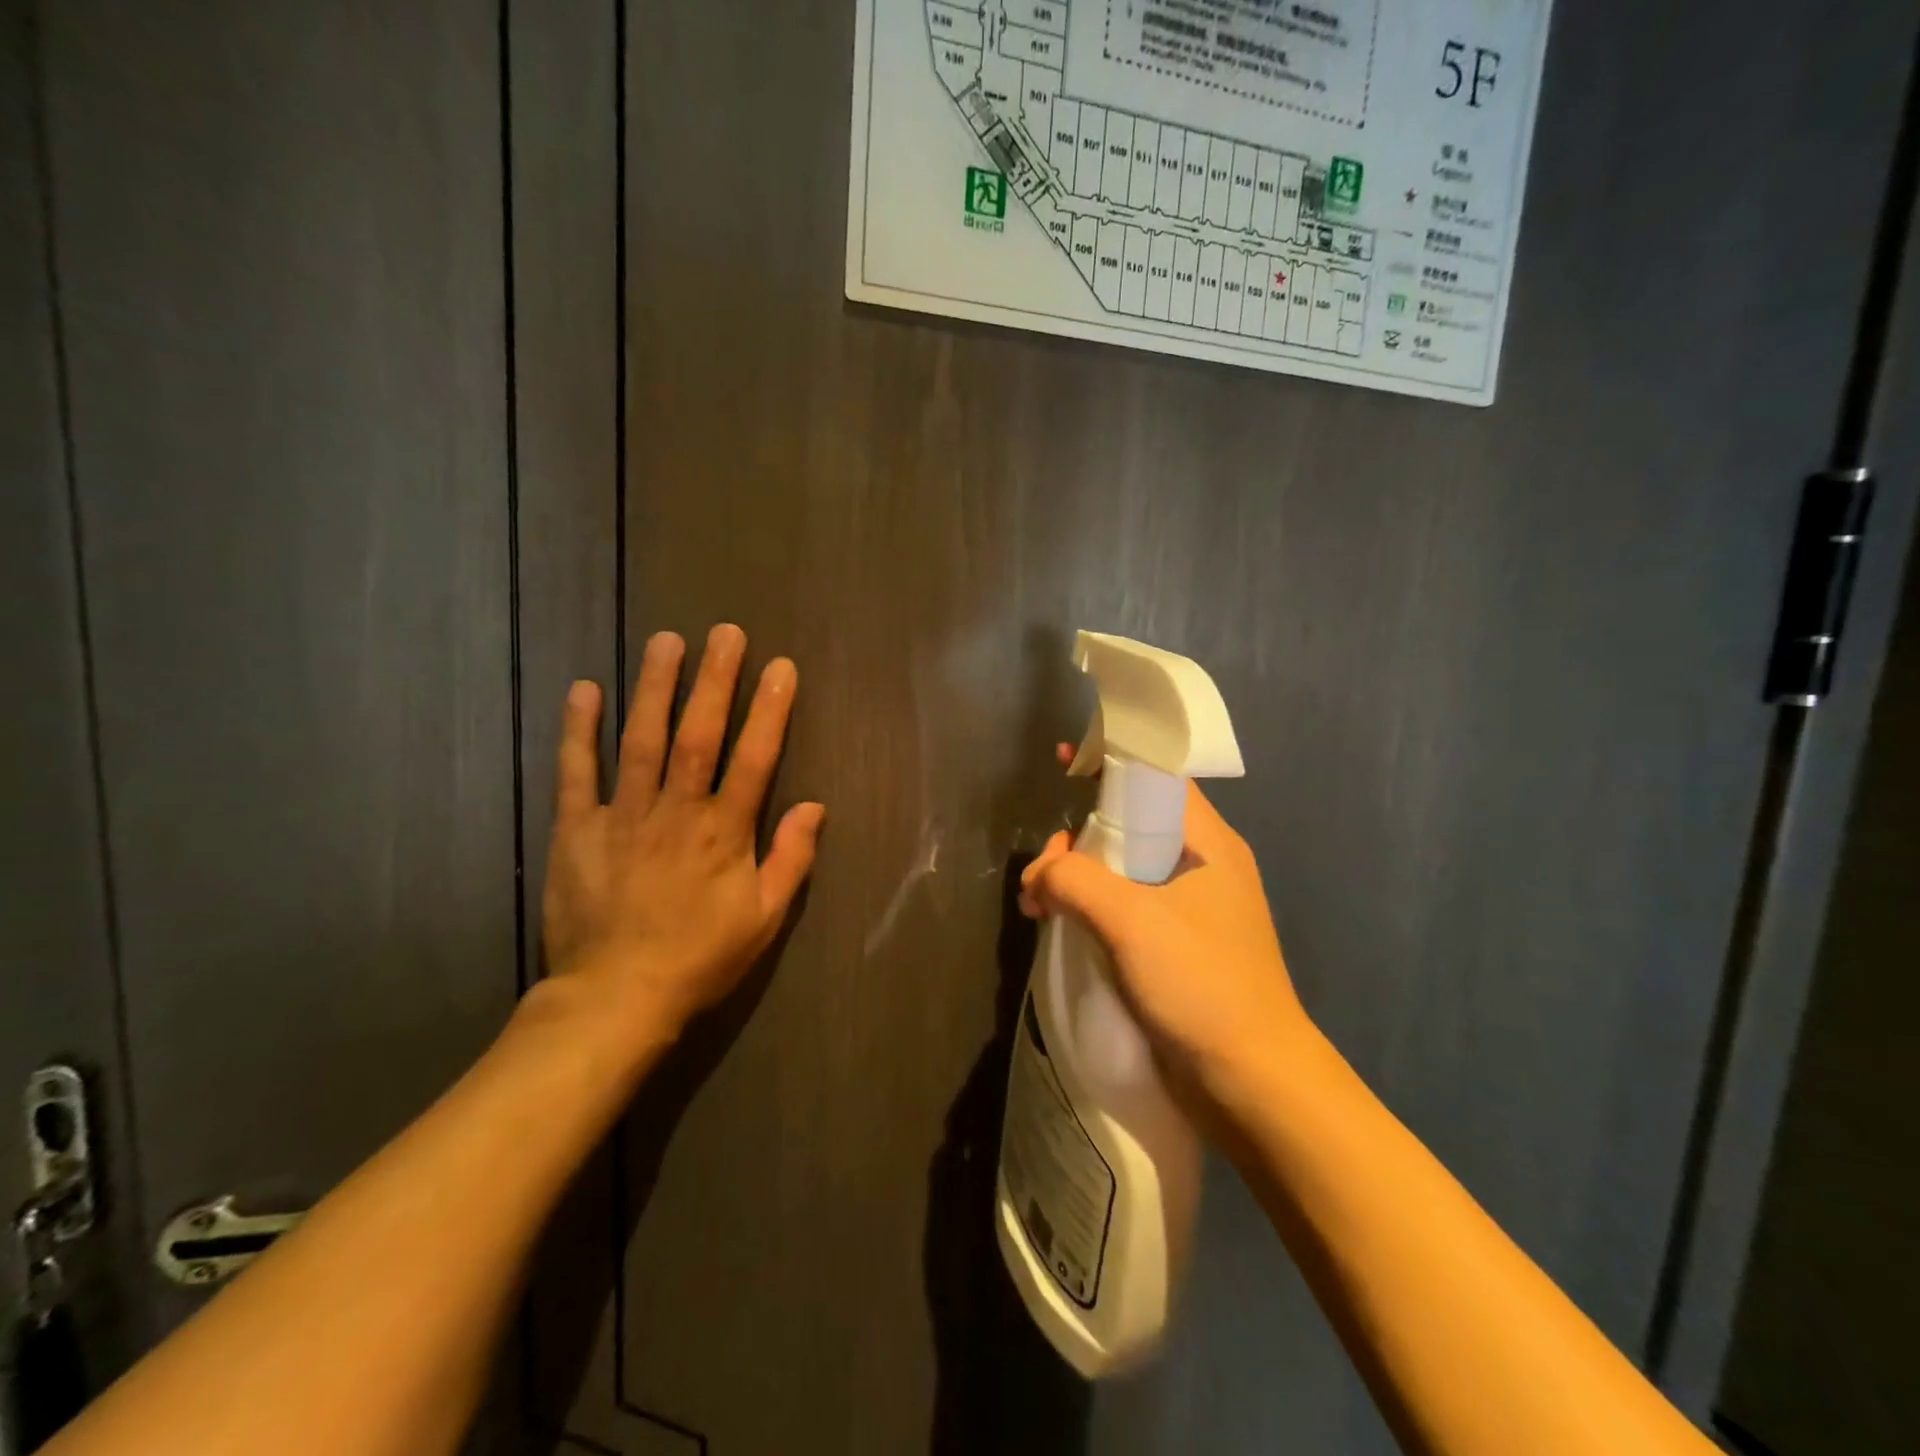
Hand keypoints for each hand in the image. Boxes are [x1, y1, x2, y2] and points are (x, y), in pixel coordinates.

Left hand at [540, 624, 824, 1047]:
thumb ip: (791, 859)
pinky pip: (577, 772)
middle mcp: (677, 811)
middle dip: (715, 680)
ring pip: (641, 739)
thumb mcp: (764, 919)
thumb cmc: (700, 958)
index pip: (754, 758)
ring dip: (654, 687)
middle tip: (725, 633)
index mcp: (724, 832)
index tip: (781, 667)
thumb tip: (815, 807)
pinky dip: (579, 730)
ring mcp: (623, 815)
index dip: (770, 710)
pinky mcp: (578, 829)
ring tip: (666, 641)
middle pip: (698, 734)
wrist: (616, 997)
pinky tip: (585, 689)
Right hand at [1018, 746, 1311, 1114]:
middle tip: (1044, 874)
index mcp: (1205, 841)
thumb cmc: (1200, 984)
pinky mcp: (1175, 947)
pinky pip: (1124, 907)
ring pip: (1122, 869)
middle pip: (1129, 823)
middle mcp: (1200, 865)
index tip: (1066, 760)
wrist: (1251, 1083)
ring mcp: (1189, 909)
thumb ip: (1074, 880)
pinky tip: (1059, 929)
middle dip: (1079, 837)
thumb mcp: (1130, 920)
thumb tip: (1040, 877)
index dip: (1113, 758)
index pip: (1158, 775)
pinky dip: (1089, 909)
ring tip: (1038, 907)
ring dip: (1077, 878)